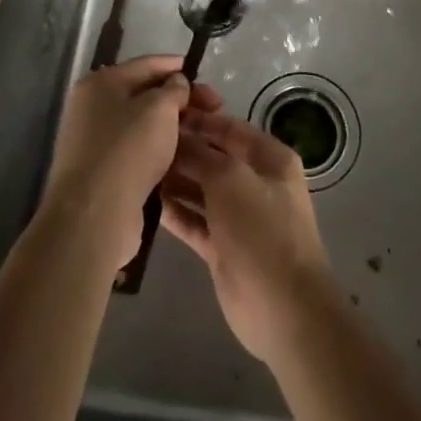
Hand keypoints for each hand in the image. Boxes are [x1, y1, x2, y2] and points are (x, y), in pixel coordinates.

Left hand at [41, 56, 191, 275]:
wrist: (94, 215)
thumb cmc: (128, 150)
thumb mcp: (160, 109)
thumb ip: (174, 89)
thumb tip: (176, 83)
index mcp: (100, 83)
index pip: (146, 64)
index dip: (177, 66)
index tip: (204, 75)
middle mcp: (92, 107)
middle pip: (144, 95)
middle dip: (180, 99)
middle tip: (214, 108)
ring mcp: (94, 141)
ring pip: (142, 125)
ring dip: (171, 127)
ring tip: (202, 133)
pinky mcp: (101, 172)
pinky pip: (137, 151)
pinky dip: (158, 150)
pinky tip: (182, 157)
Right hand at [160, 108, 333, 361]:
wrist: (283, 308)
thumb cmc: (262, 229)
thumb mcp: (231, 179)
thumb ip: (200, 155)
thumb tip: (175, 136)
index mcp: (269, 158)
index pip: (229, 128)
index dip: (198, 119)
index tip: (163, 112)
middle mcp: (254, 182)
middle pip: (212, 157)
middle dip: (181, 150)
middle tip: (140, 142)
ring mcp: (238, 216)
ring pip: (200, 189)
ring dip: (173, 180)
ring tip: (136, 169)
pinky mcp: (222, 246)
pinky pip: (193, 220)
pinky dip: (173, 212)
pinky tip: (145, 202)